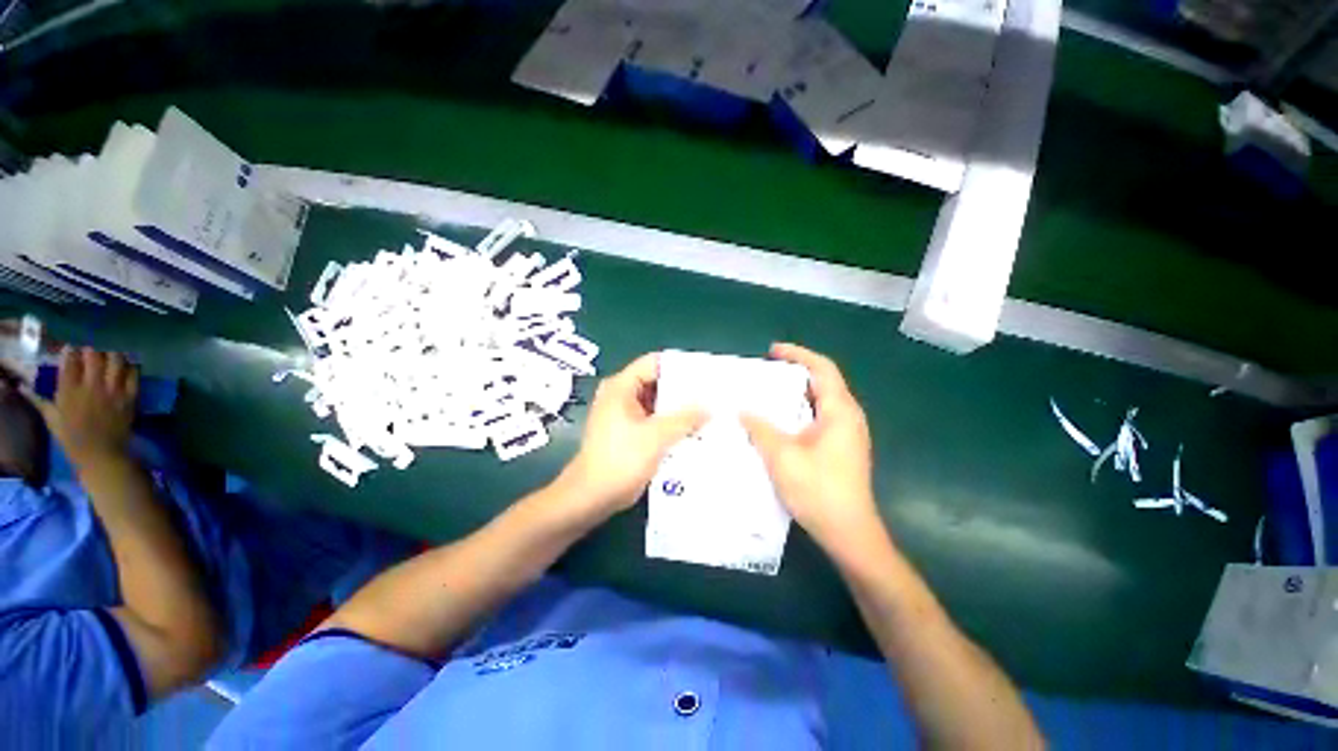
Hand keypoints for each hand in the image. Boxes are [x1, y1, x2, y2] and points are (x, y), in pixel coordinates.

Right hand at [26, 347, 138, 468]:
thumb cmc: (72, 438)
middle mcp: (91, 387)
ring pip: (116, 361)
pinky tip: (126, 368)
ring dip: (112, 356)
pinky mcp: (129, 397)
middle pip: (94, 357)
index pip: (70, 361)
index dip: (70, 352)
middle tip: (91, 354)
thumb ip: (40, 400)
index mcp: (69, 391)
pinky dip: (130, 367)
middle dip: (92, 352)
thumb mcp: (51, 418)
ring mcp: (112, 391)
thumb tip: (22, 387)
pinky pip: (133, 374)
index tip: (71, 350)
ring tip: (109, 358)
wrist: (100, 454)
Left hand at [564, 353, 705, 516]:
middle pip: (657, 382)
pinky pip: (654, 419)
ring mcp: (624, 414)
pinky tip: (693, 430)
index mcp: (621, 387)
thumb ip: (685, 418)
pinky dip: (671, 423)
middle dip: (684, 389)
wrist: (592, 497)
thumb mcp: (656, 436)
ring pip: (657, 403)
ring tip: (708, 411)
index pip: (654, 363)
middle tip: (711, 394)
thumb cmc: (620, 460)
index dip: (680, 366)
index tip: (705, 374)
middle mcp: (621, 395)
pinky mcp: (629, 432)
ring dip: (679, 408)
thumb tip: (709, 407)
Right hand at [741, 343, 879, 553]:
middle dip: (793, 373)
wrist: (849, 533)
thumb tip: (742, 410)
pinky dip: (797, 412)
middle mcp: (848, 417)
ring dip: (794, 394)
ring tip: (765, 395)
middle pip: (822, 382)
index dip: (798, 354)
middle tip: (763, 373)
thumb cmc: (819, 490)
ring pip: (819, 402)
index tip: (772, 351)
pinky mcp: (841, 449)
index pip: (822, 368)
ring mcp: (846, 434)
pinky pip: (817, 419)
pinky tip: (777, 423)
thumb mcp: (782, 456)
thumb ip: (760, 428)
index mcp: (840, 411)